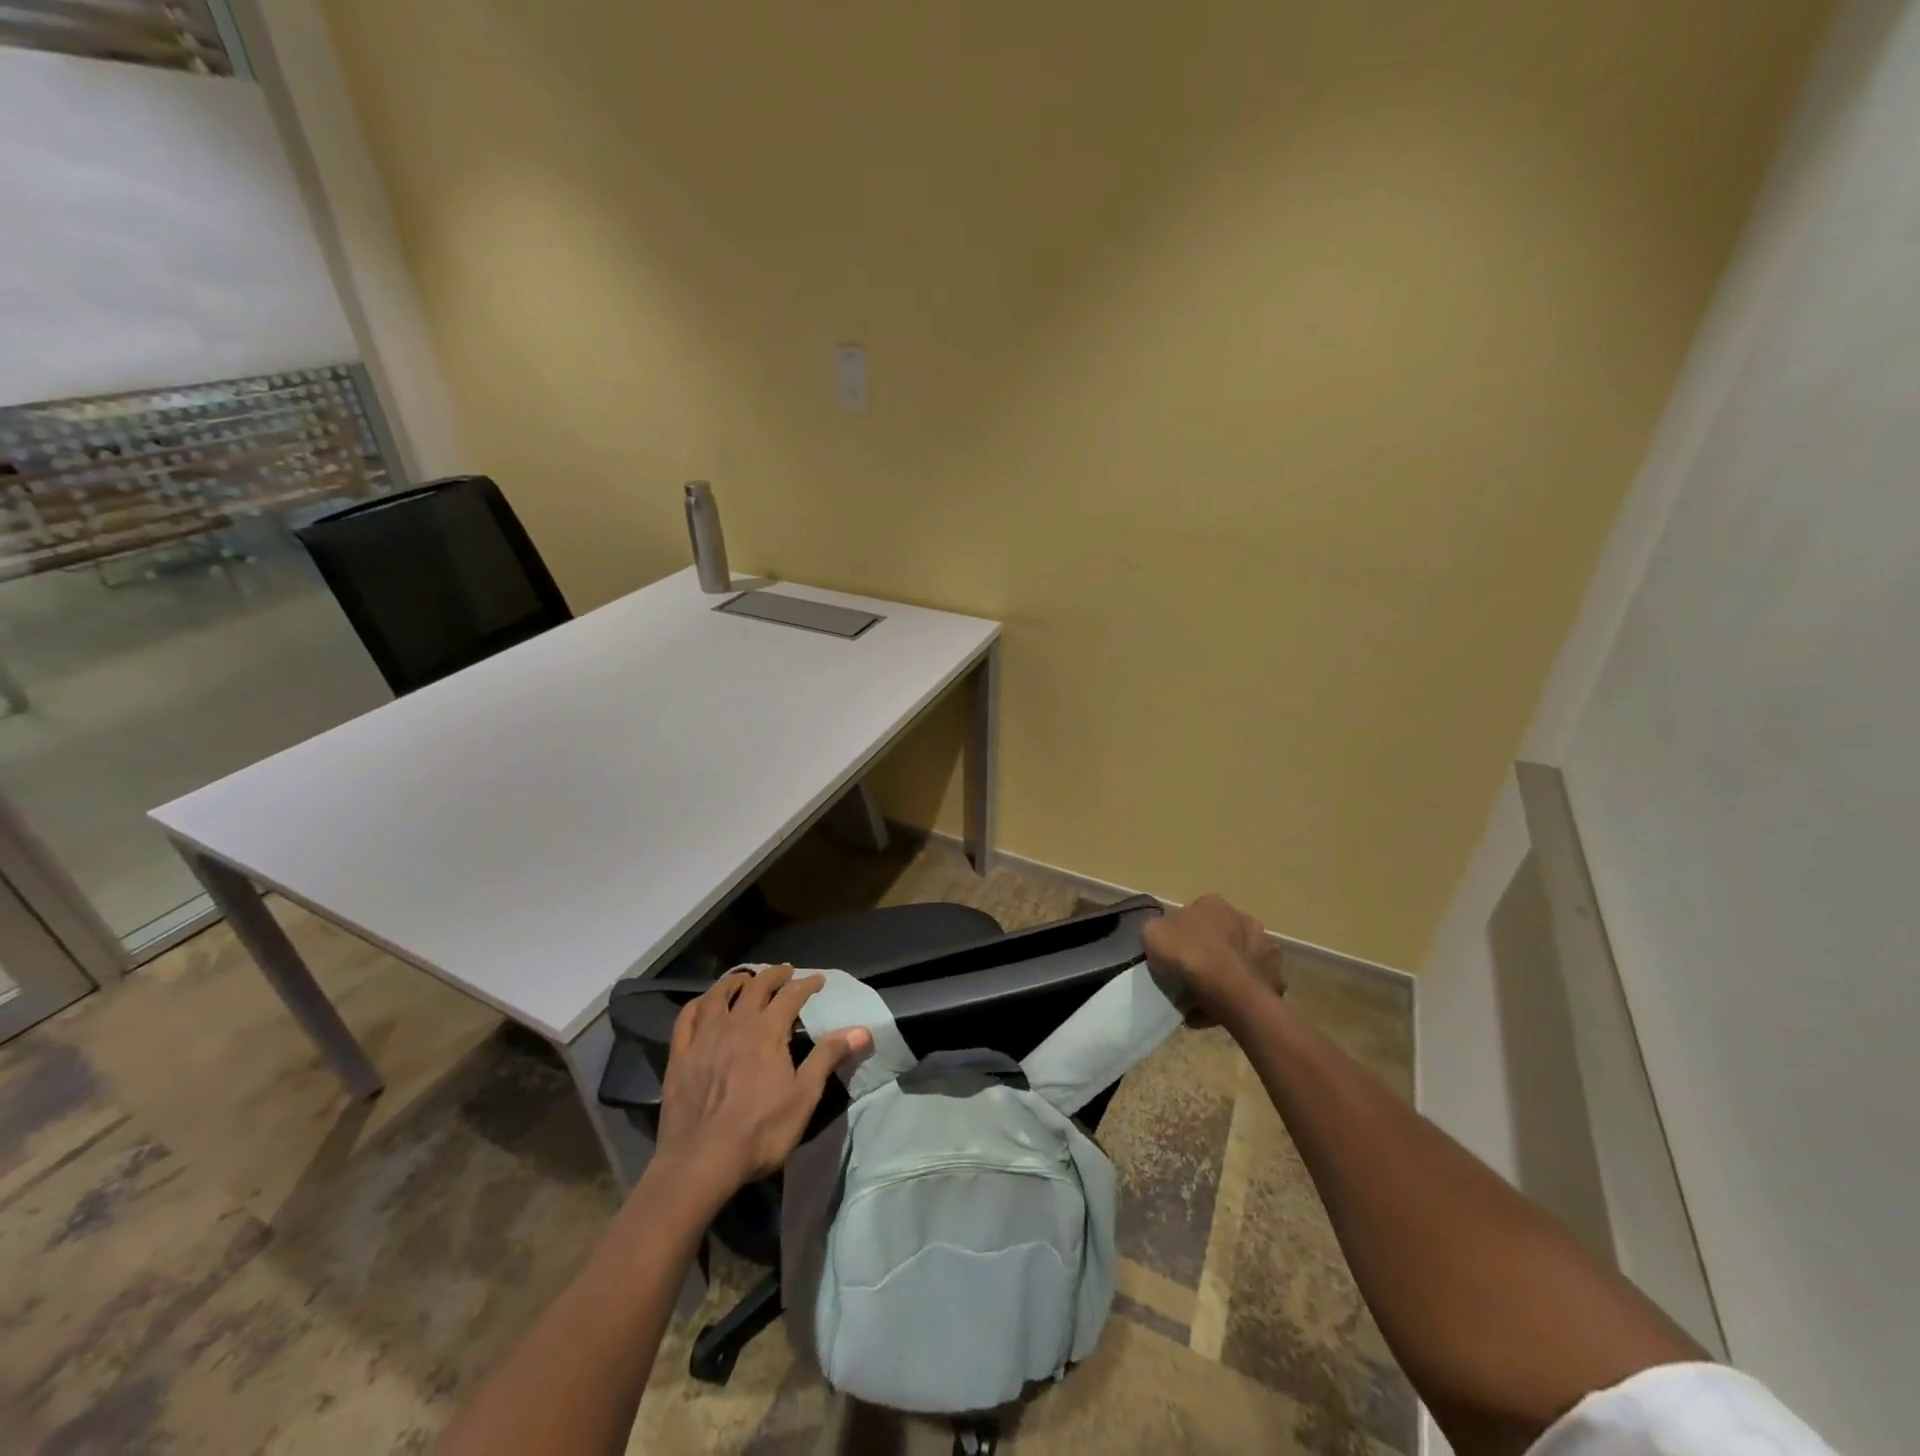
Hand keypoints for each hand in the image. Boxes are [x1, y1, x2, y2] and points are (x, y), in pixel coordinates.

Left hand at [653, 965, 870, 1202]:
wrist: (700, 1163)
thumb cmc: (760, 1131)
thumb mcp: (804, 1096)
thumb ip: (828, 1057)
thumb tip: (862, 1029)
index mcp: (767, 1032)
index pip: (791, 995)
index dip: (806, 984)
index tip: (818, 980)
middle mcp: (736, 1024)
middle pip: (756, 987)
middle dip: (773, 976)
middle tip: (785, 971)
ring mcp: (703, 1038)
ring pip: (718, 996)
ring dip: (734, 981)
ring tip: (744, 978)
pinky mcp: (679, 1056)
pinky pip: (687, 1018)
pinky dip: (698, 1003)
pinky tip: (703, 1003)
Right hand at [1141, 894, 1285, 1025]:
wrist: (1230, 991)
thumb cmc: (1189, 955)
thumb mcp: (1151, 933)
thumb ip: (1157, 928)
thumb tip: (1165, 934)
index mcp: (1213, 903)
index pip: (1195, 913)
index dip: (1182, 933)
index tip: (1174, 952)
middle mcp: (1244, 918)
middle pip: (1220, 934)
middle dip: (1208, 950)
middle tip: (1190, 974)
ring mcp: (1264, 947)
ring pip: (1238, 958)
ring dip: (1225, 971)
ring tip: (1205, 996)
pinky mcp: (1275, 976)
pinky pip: (1249, 984)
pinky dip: (1237, 993)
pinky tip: (1220, 1008)